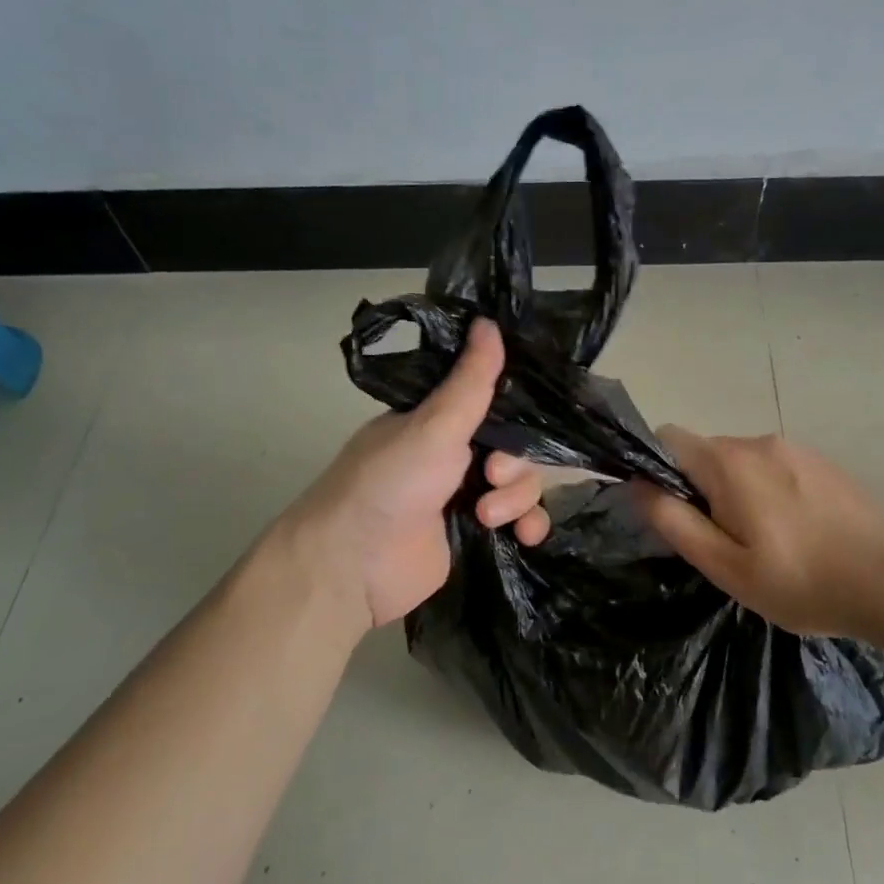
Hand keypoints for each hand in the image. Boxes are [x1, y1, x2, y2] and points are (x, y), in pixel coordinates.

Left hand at [278, 319, 549, 634]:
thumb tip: (488, 319)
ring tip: (486, 516)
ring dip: (517, 499)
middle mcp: (456, 452)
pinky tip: (526, 536)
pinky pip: (521, 521)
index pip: (496, 401)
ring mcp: (466, 494)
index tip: (519, 421)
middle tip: (491, 477)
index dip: (515, 411)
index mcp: (441, 418)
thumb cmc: (391, 482)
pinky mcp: (474, 533)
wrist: (355, 565)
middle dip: (514, 464)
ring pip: (522, 483)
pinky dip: (528, 526)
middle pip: (517, 445)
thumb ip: (470, 379)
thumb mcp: (434, 424)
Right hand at [631, 426, 883, 646]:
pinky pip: (773, 468)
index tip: (672, 513)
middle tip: (721, 544)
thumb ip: (674, 520)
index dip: (655, 470)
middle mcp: (759, 442)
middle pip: (705, 453)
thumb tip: (636, 484)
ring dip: (734, 493)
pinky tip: (793, 533)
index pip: (667, 438)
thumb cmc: (801, 581)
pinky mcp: (822, 463)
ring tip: (762, 544)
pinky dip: (766, 493)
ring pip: (740, 463)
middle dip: (698, 489)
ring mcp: (795, 449)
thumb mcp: (726, 565)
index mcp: (729, 462)